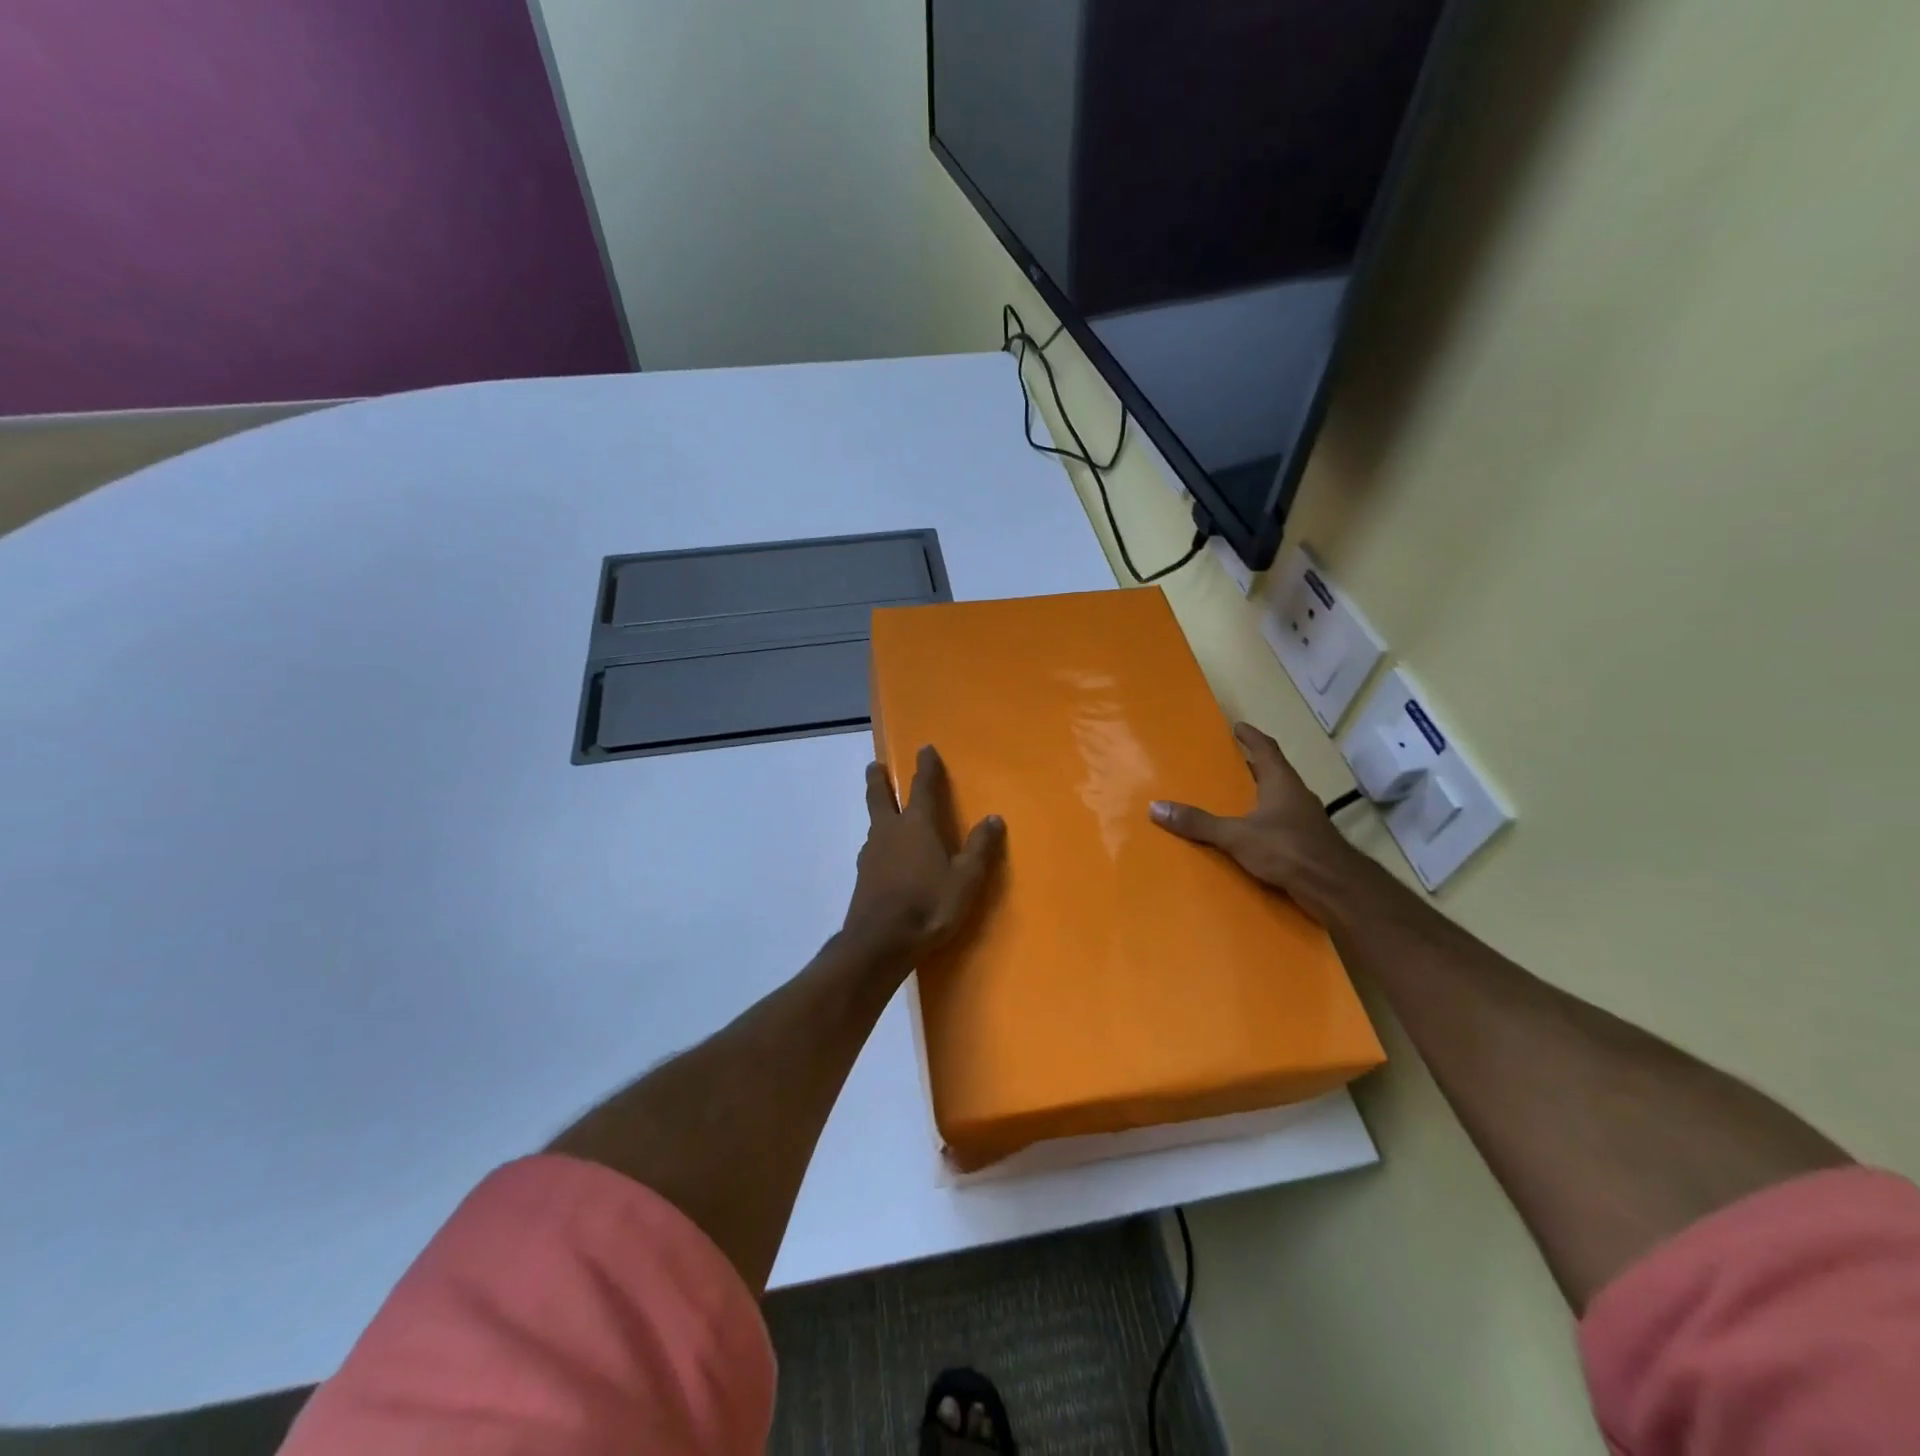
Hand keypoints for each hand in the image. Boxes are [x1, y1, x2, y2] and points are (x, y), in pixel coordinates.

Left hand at [842, 745, 1004, 967]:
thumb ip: (980, 848)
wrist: (880, 942)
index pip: (922, 787)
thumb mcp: (965, 879)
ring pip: (874, 822)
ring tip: (883, 811)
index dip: (926, 767)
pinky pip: (872, 848)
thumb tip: (994, 818)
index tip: (924, 748)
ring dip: (877, 810)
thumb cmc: (928, 905)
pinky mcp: (863, 876)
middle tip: (875, 766)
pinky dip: (878, 841)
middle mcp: (890, 831)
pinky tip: (882, 854)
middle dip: (879, 779)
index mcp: (917, 825)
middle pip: (880, 796)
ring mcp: (871, 854)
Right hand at [1150, 721, 1362, 908]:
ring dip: (1259, 796)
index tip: (1238, 726)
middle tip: (1229, 763)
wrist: (1334, 887)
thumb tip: (1156, 807)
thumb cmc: (1287, 849)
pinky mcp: (1308, 843)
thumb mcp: (1236, 835)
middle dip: (1252, 767)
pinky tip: (1250, 835)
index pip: (1266, 749)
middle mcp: (1296, 795)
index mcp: (1281, 782)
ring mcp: (1306, 820)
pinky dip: (1264, 822)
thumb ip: (1199, 823)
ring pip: (1279, 799)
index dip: (1251, 737)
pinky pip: (1281, 824)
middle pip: (1273, 773)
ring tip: (1235, 799)